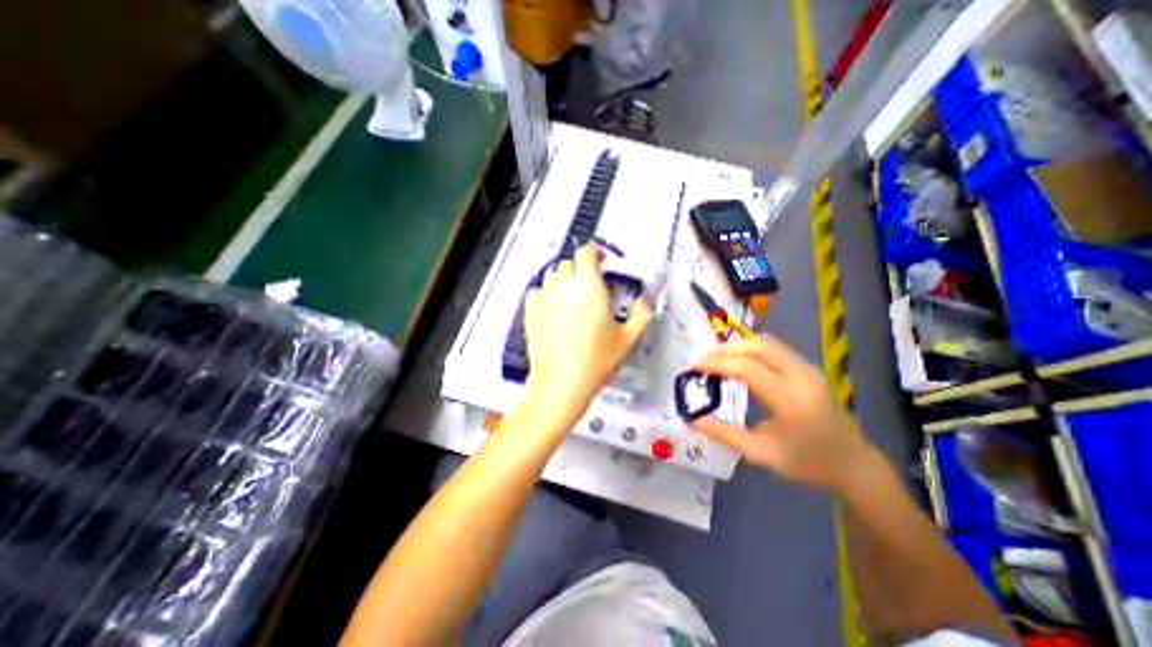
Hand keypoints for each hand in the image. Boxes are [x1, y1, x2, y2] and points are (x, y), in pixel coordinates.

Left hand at [525, 241, 650, 418]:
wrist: (561, 384)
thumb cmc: (593, 364)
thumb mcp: (628, 339)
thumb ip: (641, 313)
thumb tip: (644, 301)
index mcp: (589, 289)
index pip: (587, 253)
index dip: (595, 252)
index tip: (600, 259)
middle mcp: (564, 288)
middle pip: (569, 263)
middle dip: (581, 270)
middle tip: (589, 285)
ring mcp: (545, 299)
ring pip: (552, 275)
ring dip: (564, 280)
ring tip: (572, 298)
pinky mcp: (531, 312)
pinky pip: (537, 291)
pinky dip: (546, 294)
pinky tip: (555, 308)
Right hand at [692, 334, 872, 490]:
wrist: (853, 463)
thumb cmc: (806, 462)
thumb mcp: (761, 453)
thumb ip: (724, 433)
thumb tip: (692, 419)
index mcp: (790, 400)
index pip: (746, 368)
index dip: (716, 364)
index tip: (693, 367)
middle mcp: (801, 377)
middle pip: (757, 346)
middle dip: (726, 349)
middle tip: (704, 360)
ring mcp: (808, 369)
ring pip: (767, 342)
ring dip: (739, 347)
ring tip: (718, 359)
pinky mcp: (808, 368)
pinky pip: (775, 349)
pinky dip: (751, 350)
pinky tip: (740, 362)